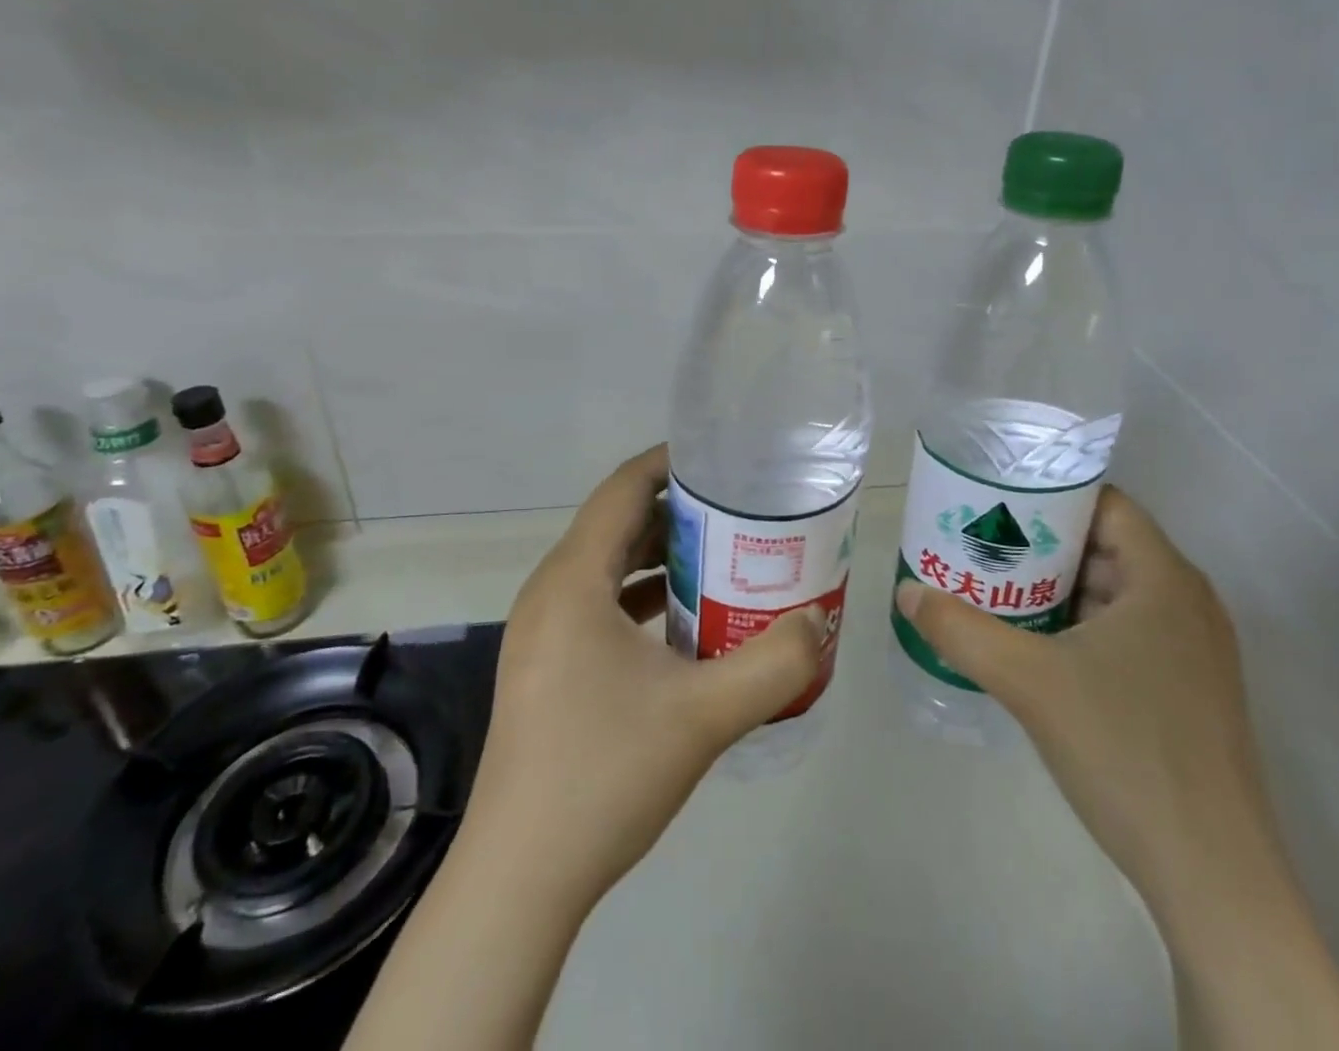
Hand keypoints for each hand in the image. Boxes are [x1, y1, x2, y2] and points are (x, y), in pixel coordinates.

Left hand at [465, 442, 827, 906]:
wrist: (520, 880)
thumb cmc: (604, 776)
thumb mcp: (704, 716)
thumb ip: (774, 663)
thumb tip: (818, 622)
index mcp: (573, 581)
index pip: (623, 488)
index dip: (672, 462)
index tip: (726, 459)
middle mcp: (551, 592)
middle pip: (619, 523)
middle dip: (680, 510)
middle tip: (743, 510)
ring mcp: (544, 631)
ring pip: (610, 566)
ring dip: (665, 555)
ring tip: (727, 556)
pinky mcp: (548, 665)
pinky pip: (601, 604)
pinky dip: (645, 596)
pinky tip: (690, 620)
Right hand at [896, 483, 1264, 906]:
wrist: (1213, 877)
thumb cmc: (1126, 751)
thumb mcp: (1028, 682)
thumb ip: (962, 630)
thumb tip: (907, 592)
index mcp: (1165, 579)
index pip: (1105, 504)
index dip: (1049, 495)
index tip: (996, 502)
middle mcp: (1188, 603)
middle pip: (1106, 546)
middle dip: (1042, 543)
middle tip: (983, 546)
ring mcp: (1194, 651)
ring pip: (1115, 592)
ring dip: (1058, 588)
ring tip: (997, 590)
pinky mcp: (1188, 691)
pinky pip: (1128, 631)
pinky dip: (1081, 625)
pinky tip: (1037, 647)